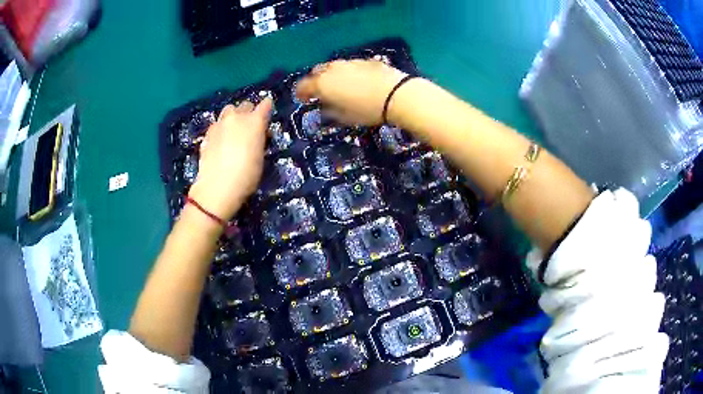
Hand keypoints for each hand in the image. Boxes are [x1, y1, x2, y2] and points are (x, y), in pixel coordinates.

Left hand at [188, 99, 271, 220]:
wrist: (217, 187)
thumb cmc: (246, 176)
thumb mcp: (260, 158)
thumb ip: (258, 140)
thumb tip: (256, 135)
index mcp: (254, 122)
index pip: (265, 105)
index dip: (267, 107)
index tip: (268, 111)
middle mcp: (237, 117)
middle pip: (245, 105)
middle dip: (248, 111)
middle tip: (250, 125)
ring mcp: (220, 124)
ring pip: (228, 110)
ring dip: (233, 116)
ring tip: (233, 130)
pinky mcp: (207, 134)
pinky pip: (217, 124)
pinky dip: (221, 128)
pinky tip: (220, 141)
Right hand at [296, 59, 407, 125]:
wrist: (397, 95)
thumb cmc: (367, 110)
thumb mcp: (345, 117)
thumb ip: (330, 110)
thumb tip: (324, 106)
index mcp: (323, 84)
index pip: (303, 85)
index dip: (300, 93)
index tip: (303, 99)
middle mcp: (333, 69)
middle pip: (317, 72)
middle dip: (315, 81)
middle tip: (321, 91)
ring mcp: (349, 62)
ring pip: (333, 66)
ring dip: (332, 75)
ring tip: (340, 86)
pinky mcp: (365, 60)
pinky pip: (350, 65)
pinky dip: (349, 72)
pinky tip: (358, 81)